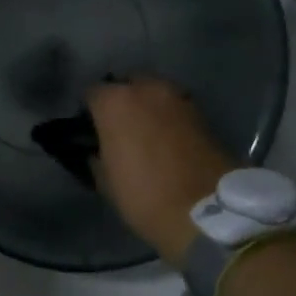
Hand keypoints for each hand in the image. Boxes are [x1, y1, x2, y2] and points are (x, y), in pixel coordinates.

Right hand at [88, 78, 236, 266]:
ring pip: (153, 93)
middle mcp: (145, 89)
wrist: (206, 211)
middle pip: (126, 85)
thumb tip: (97, 150)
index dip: (89, 111)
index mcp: (114, 102)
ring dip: (147, 107)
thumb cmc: (144, 195)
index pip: (92, 93)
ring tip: (145, 134)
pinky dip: (167, 118)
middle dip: (121, 101)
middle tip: (119, 129)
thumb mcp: (105, 181)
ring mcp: (177, 97)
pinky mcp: (201, 112)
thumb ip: (96, 155)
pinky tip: (166, 140)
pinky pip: (174, 107)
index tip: (90, 130)